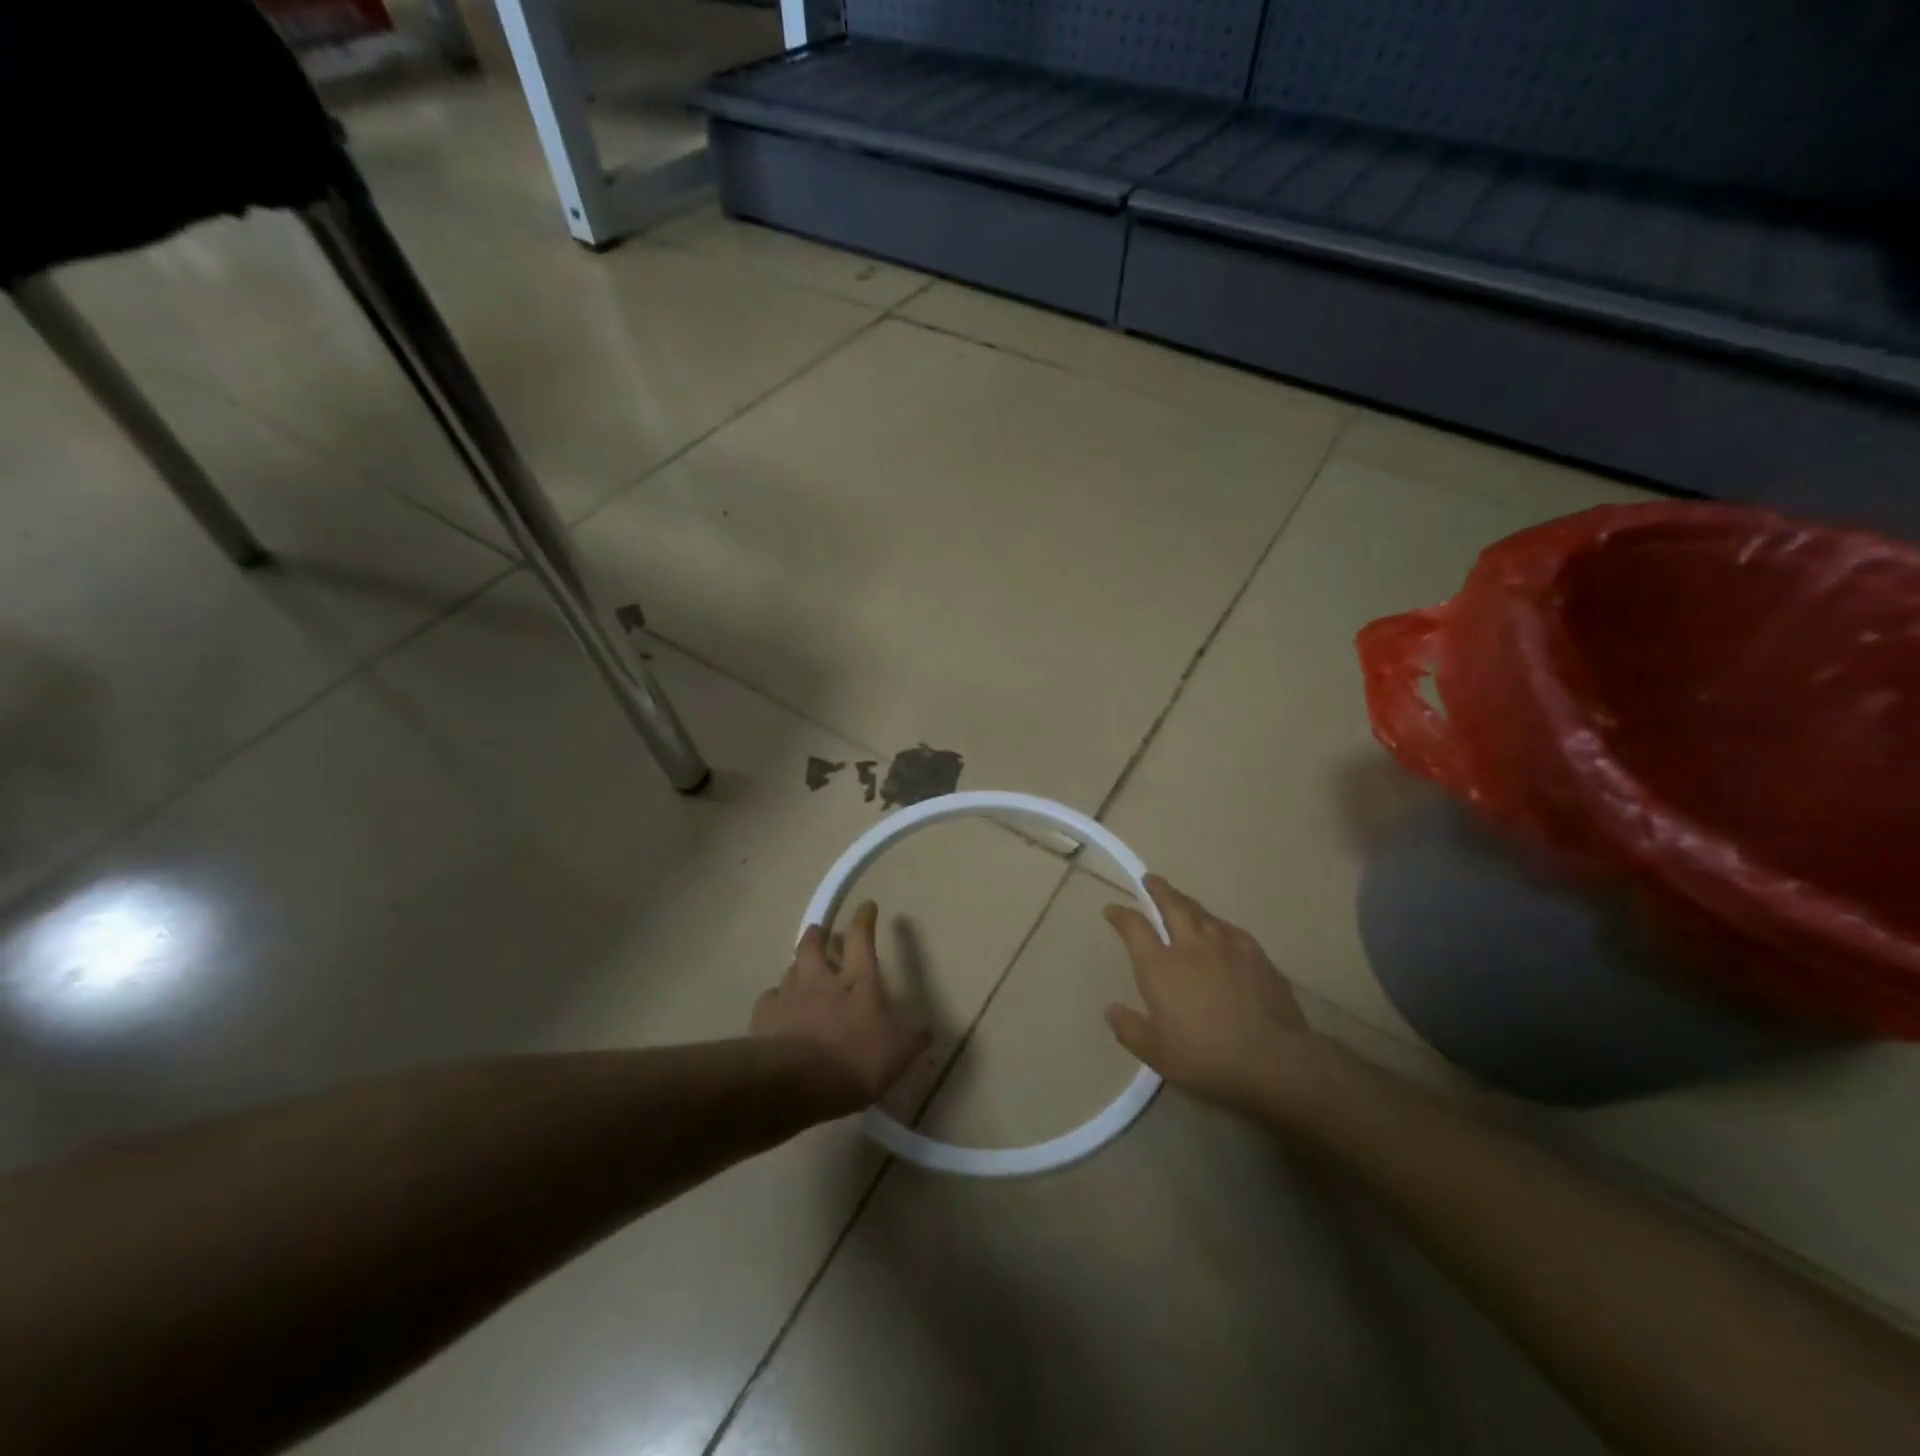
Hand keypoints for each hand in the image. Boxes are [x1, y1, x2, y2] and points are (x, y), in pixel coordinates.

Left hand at [752, 901, 930, 1107]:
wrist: (797, 1082)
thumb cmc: (856, 1060)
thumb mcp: (899, 1052)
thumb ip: (913, 1038)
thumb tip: (927, 1028)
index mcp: (858, 981)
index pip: (861, 938)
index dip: (864, 919)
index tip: (867, 905)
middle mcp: (821, 979)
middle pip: (814, 945)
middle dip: (817, 934)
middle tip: (819, 931)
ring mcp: (790, 996)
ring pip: (790, 969)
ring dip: (797, 966)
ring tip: (799, 970)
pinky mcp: (765, 1017)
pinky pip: (770, 999)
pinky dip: (776, 999)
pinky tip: (778, 1007)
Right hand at [1104, 876, 1324, 1115]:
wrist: (1273, 1059)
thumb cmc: (1205, 1057)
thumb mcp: (1155, 1052)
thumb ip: (1129, 1029)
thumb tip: (1112, 1009)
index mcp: (1160, 966)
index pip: (1134, 927)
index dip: (1121, 915)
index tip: (1112, 910)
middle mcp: (1190, 946)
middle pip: (1171, 905)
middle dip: (1158, 890)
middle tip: (1150, 880)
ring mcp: (1226, 946)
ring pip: (1202, 913)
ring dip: (1187, 903)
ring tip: (1181, 900)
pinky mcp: (1256, 955)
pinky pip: (1230, 929)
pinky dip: (1217, 924)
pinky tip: (1219, 929)